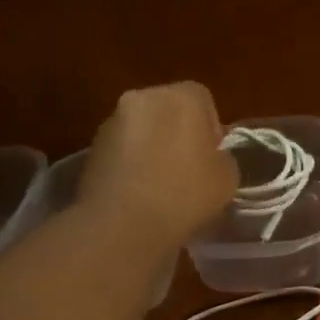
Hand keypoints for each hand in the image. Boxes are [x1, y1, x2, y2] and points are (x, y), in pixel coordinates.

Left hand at [82, 83, 237, 246]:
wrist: (124, 223)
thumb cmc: (186, 193)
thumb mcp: (228, 178)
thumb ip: (222, 158)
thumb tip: (210, 158)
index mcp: (182, 97)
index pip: (203, 99)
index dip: (211, 127)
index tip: (211, 157)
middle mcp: (143, 98)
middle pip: (168, 110)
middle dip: (178, 133)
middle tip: (188, 169)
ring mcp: (112, 121)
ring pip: (142, 129)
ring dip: (152, 148)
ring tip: (160, 185)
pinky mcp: (91, 148)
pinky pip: (121, 150)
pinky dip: (131, 164)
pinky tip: (138, 193)